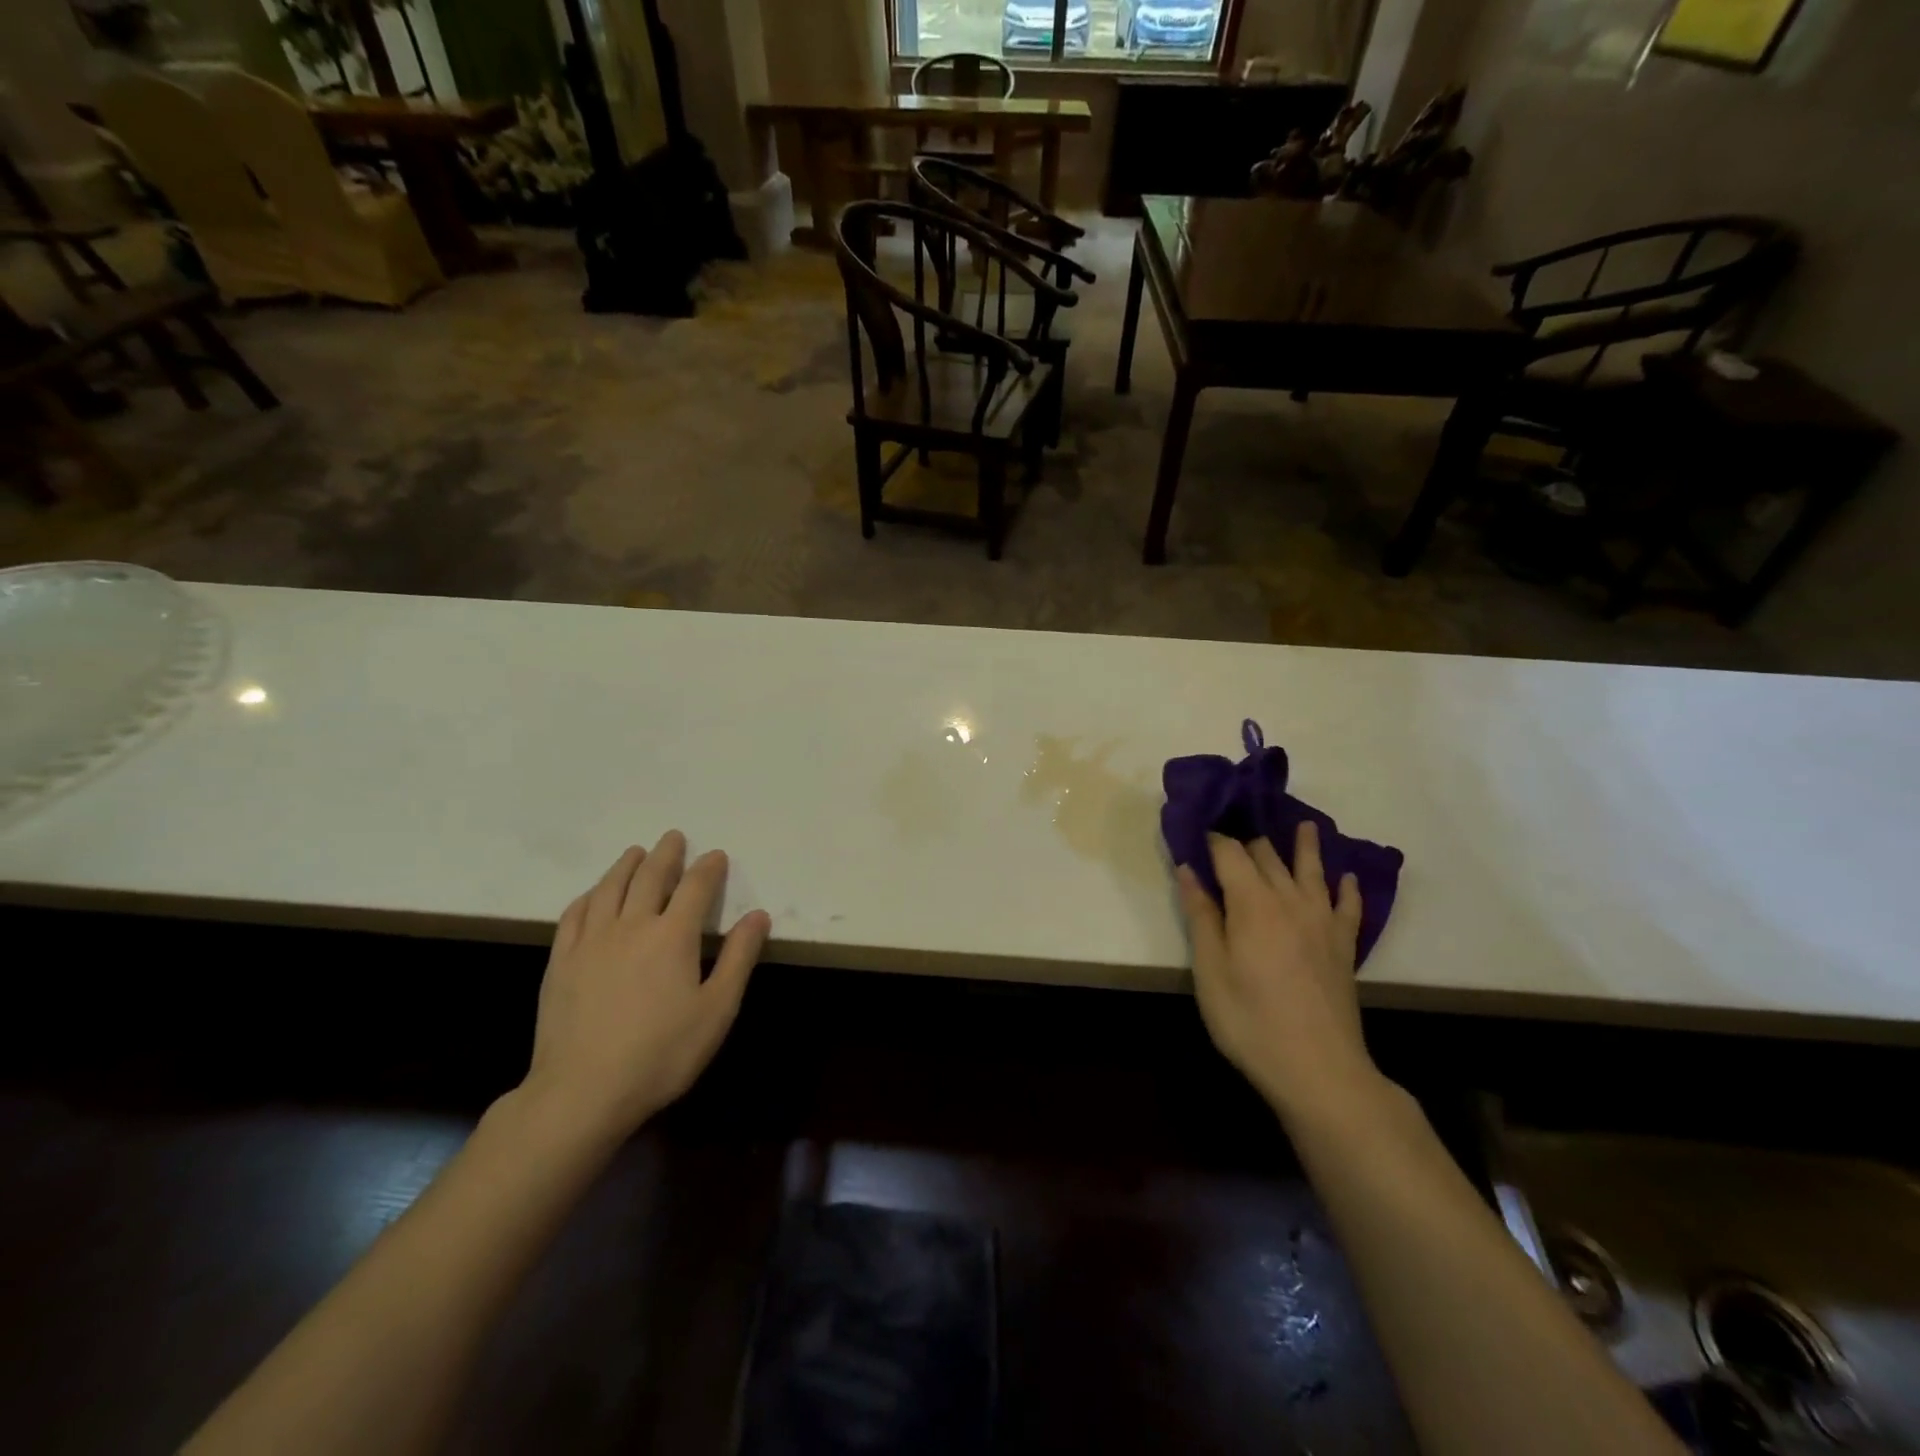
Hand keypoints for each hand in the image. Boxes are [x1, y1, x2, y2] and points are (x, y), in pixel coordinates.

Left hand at [521, 832, 770, 1139]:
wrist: (582, 1091)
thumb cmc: (662, 1053)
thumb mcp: (717, 1010)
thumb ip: (739, 958)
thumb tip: (757, 916)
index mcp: (672, 935)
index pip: (695, 887)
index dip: (708, 868)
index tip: (716, 855)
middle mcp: (631, 925)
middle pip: (650, 877)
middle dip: (666, 854)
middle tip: (674, 837)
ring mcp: (591, 941)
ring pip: (609, 888)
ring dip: (626, 865)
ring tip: (636, 852)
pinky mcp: (561, 961)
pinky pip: (574, 914)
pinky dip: (589, 895)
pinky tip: (593, 894)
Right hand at [1176, 824, 1383, 1125]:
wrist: (1318, 1069)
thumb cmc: (1249, 1020)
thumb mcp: (1210, 970)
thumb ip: (1200, 915)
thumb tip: (1188, 869)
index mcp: (1251, 902)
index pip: (1229, 852)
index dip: (1212, 837)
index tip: (1197, 828)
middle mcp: (1289, 900)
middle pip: (1267, 855)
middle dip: (1248, 838)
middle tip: (1235, 825)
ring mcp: (1321, 921)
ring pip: (1311, 870)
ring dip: (1305, 845)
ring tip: (1303, 824)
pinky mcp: (1343, 945)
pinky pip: (1348, 905)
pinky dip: (1346, 886)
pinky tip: (1345, 877)